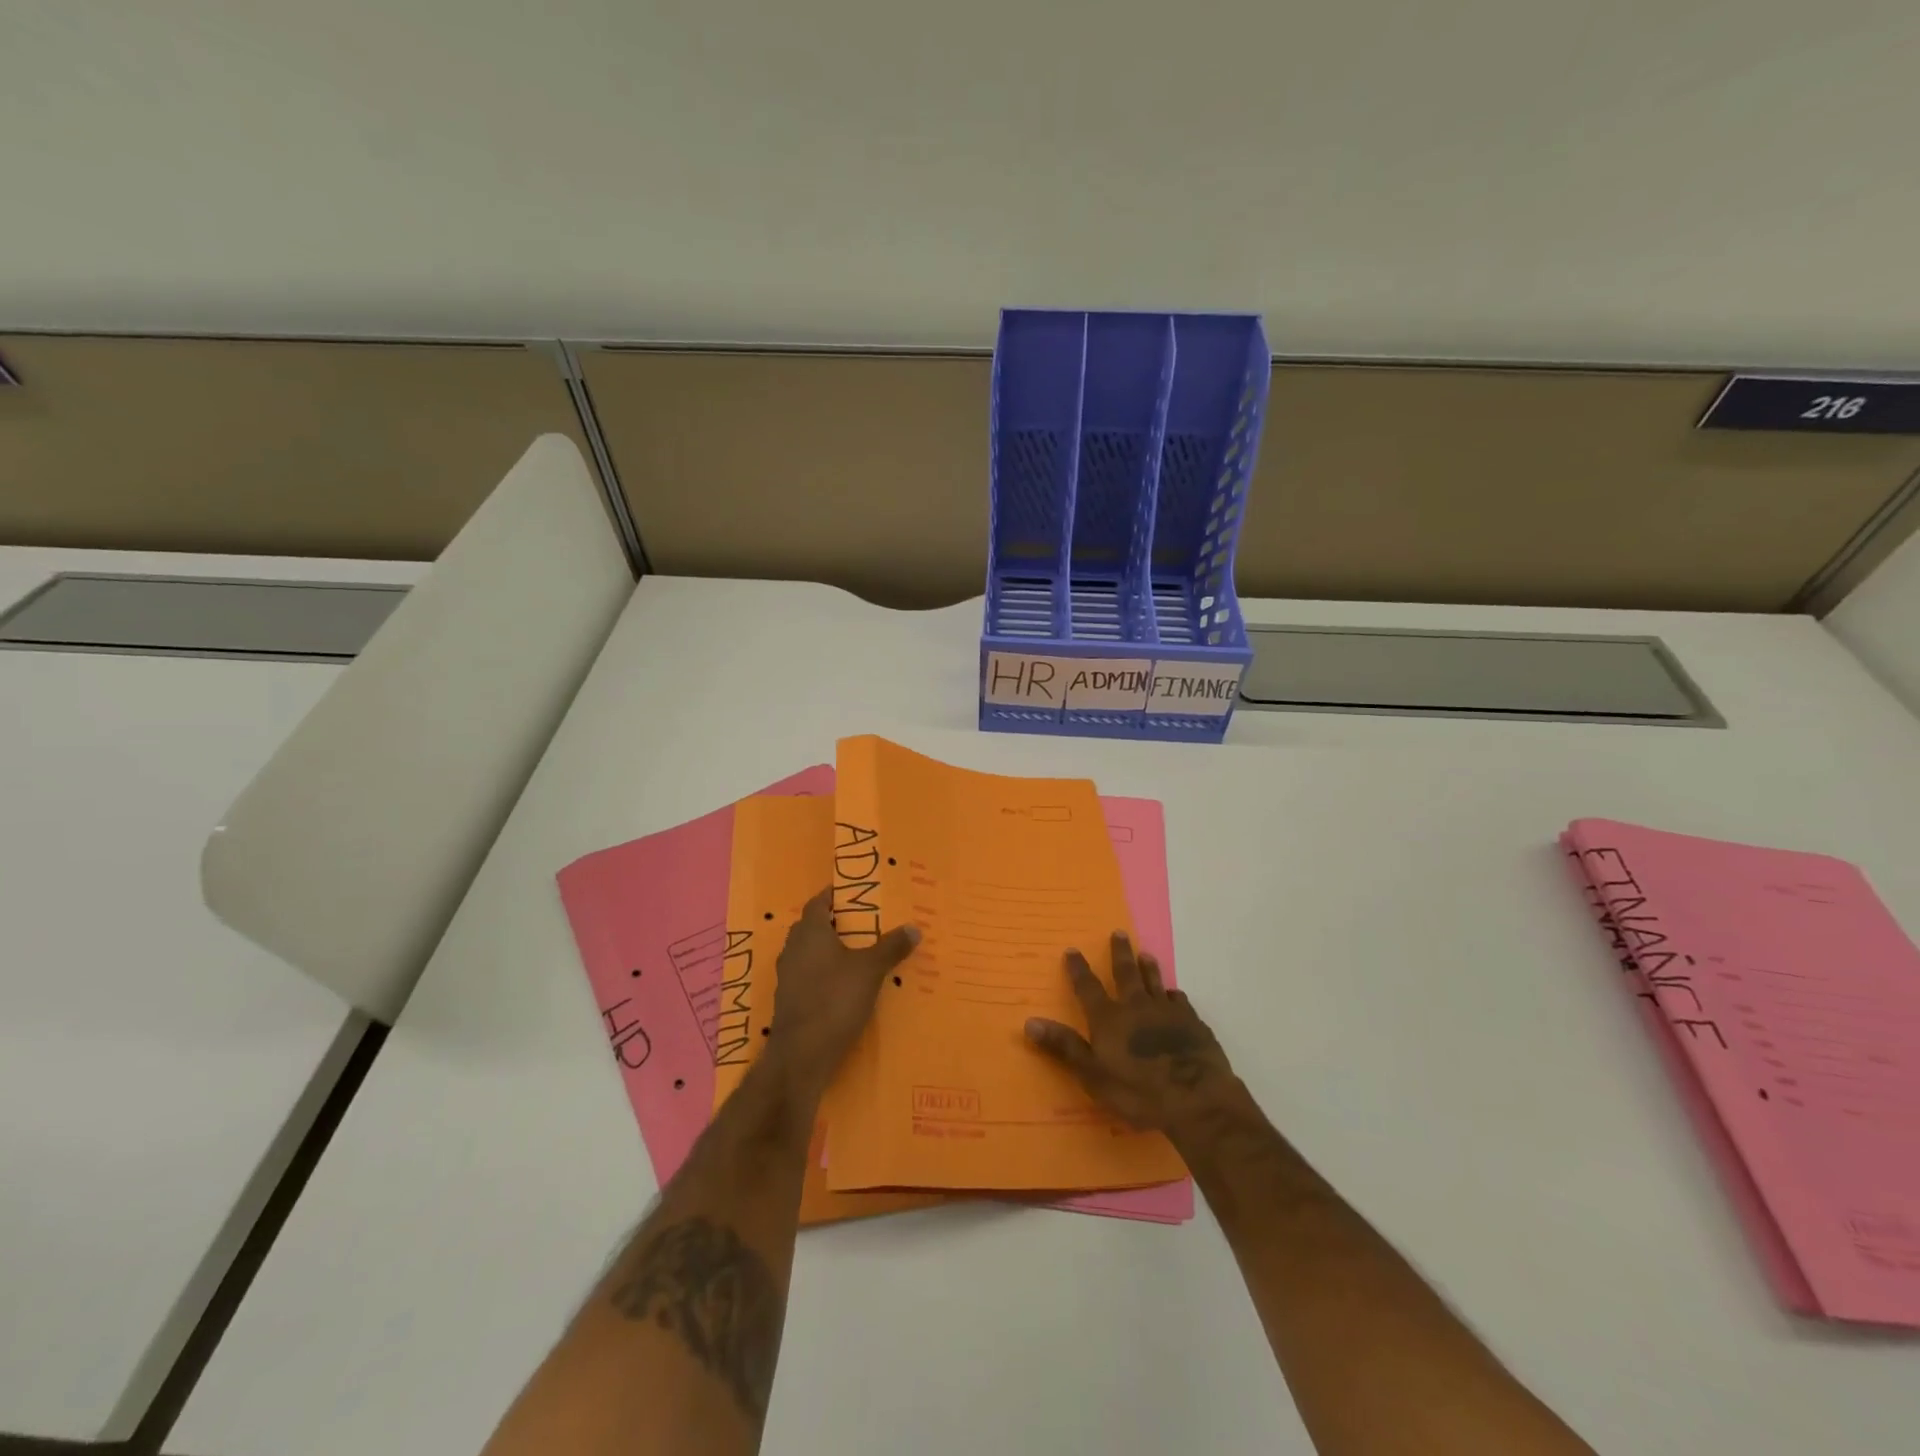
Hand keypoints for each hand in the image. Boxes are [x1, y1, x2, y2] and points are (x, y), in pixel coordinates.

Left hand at [767, 888, 918, 1094]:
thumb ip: (891, 947)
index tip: (851, 894)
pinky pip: (808, 976)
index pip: (817, 903)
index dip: (832, 896)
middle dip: (833, 923)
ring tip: (857, 953)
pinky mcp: (789, 1001)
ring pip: (808, 952)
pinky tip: (844, 985)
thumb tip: (914, 926)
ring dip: (828, 949)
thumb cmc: (835, 1000)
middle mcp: (793, 949)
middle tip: (862, 923)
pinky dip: (824, 973)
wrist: (801, 1055)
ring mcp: (788, 977)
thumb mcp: (870, 970)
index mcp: (810, 933)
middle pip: (811, 927)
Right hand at [1024, 931, 1239, 1132]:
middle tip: (1119, 933)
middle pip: (1125, 974)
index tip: (1073, 950)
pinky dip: (1174, 995)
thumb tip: (1029, 1022)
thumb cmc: (1138, 1091)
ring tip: (1145, 954)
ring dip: (1148, 967)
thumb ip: (1064, 1047)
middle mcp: (1136, 1007)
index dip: (1079, 969)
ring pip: (1155, 981)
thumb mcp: (1092, 1075)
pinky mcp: (1192, 1023)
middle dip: (1119, 953)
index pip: (1088, 987)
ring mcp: (1167, 1012)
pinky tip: (1175, 994)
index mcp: (1108, 1019)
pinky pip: (1180, 1001)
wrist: (1196, 1098)